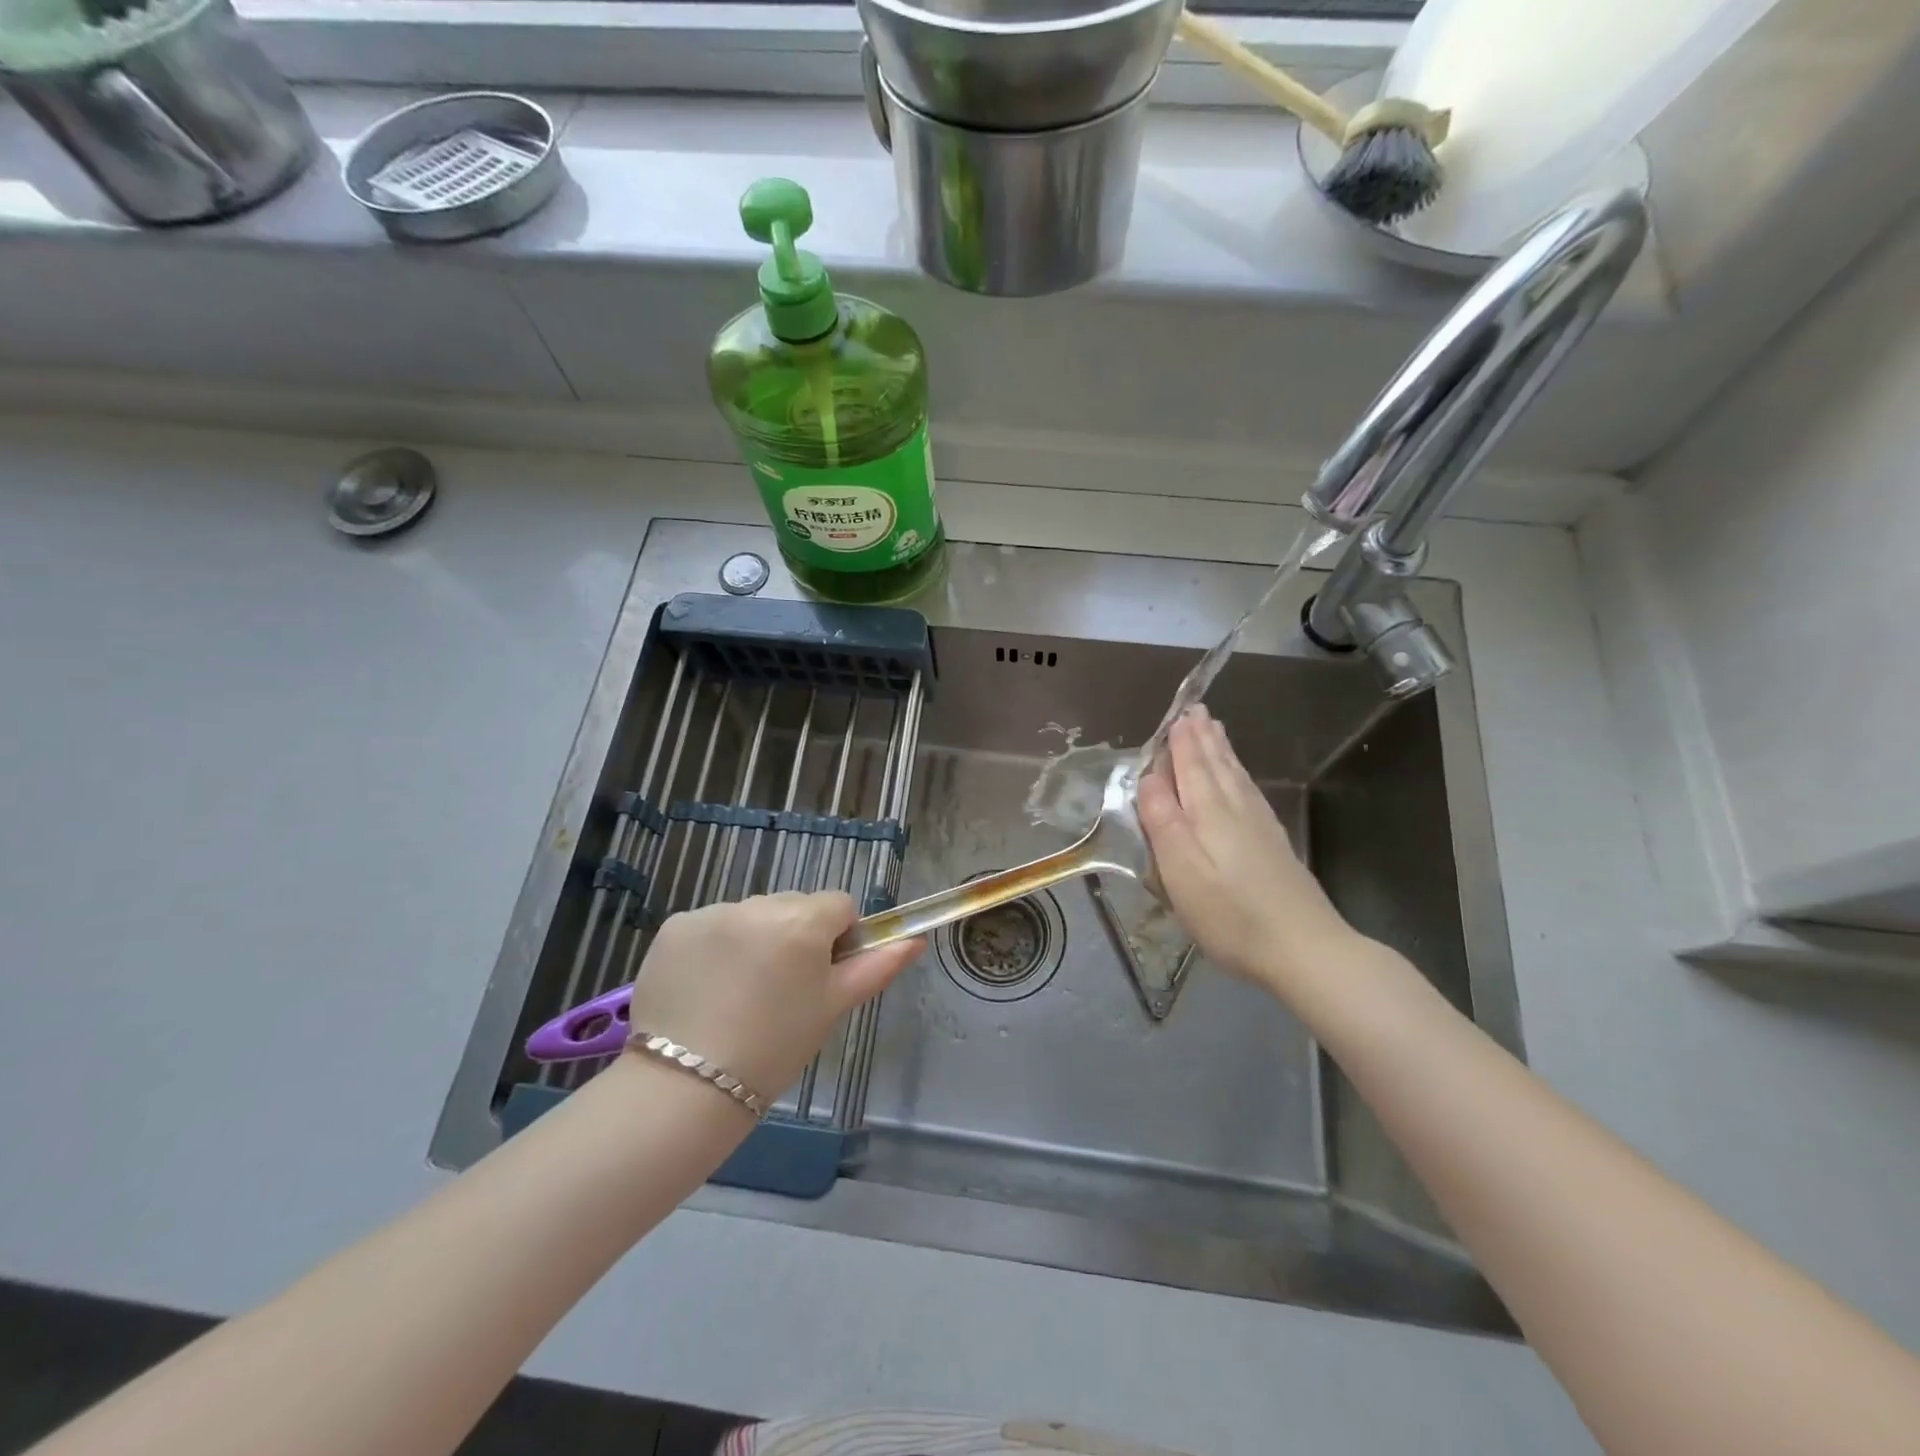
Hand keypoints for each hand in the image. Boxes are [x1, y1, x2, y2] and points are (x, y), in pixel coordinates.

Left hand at [625, 893, 923, 1100]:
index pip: (838, 904)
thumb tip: (915, 940)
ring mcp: (711, 912)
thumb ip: (877, 967)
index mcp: (802, 921)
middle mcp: (757, 904)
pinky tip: (706, 987)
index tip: (820, 976)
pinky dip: (714, 946)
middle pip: (794, 905)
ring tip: (739, 992)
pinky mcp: (675, 927)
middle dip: (796, 934)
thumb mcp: (832, 1008)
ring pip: (752, 914)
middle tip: (780, 989)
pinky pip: (711, 925)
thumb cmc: (774, 1049)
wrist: (685, 1087)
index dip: (837, 938)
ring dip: (755, 938)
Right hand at [1136, 705, 1361, 994]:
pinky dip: (1240, 776)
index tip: (1176, 715)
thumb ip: (1162, 821)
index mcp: (1209, 813)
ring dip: (1222, 751)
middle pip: (1217, 766)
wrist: (1305, 950)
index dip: (1181, 742)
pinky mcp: (1275, 846)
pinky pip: (1251, 793)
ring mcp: (1261, 827)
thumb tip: (1149, 778)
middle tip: (1196, 710)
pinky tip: (1242, 780)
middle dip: (1203, 738)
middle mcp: (1237, 811)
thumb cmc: (1230, 915)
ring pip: (1237, 777)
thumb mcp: (1181, 871)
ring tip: (1216, 730)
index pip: (1191, 767)